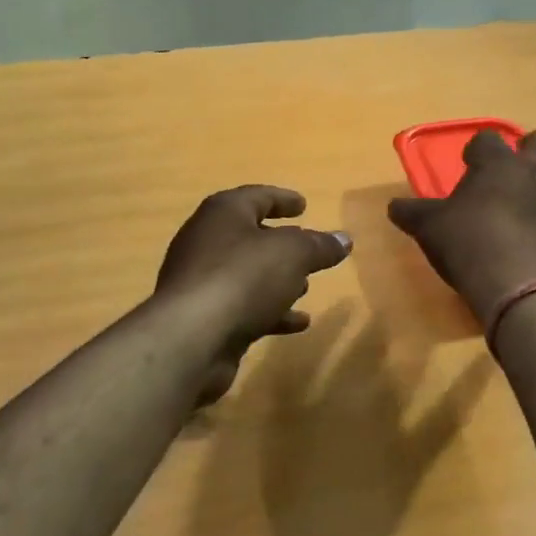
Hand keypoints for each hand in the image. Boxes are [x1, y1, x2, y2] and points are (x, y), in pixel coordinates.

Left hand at [155, 186, 351, 397]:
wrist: (191, 338)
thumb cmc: (243, 277)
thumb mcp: (293, 254)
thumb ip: (319, 245)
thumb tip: (344, 239)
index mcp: (223, 213)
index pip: (256, 197)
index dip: (282, 199)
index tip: (304, 205)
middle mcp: (207, 241)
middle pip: (249, 235)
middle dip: (280, 243)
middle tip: (307, 247)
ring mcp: (201, 281)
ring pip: (246, 274)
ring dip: (276, 279)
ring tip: (306, 287)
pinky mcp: (202, 317)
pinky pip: (242, 306)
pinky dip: (270, 311)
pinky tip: (298, 323)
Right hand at [388, 130, 535, 319]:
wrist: (516, 288)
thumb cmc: (468, 248)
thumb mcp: (429, 229)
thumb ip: (411, 213)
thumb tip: (392, 206)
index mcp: (498, 164)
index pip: (487, 139)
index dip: (479, 149)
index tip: (472, 164)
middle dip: (533, 147)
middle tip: (519, 168)